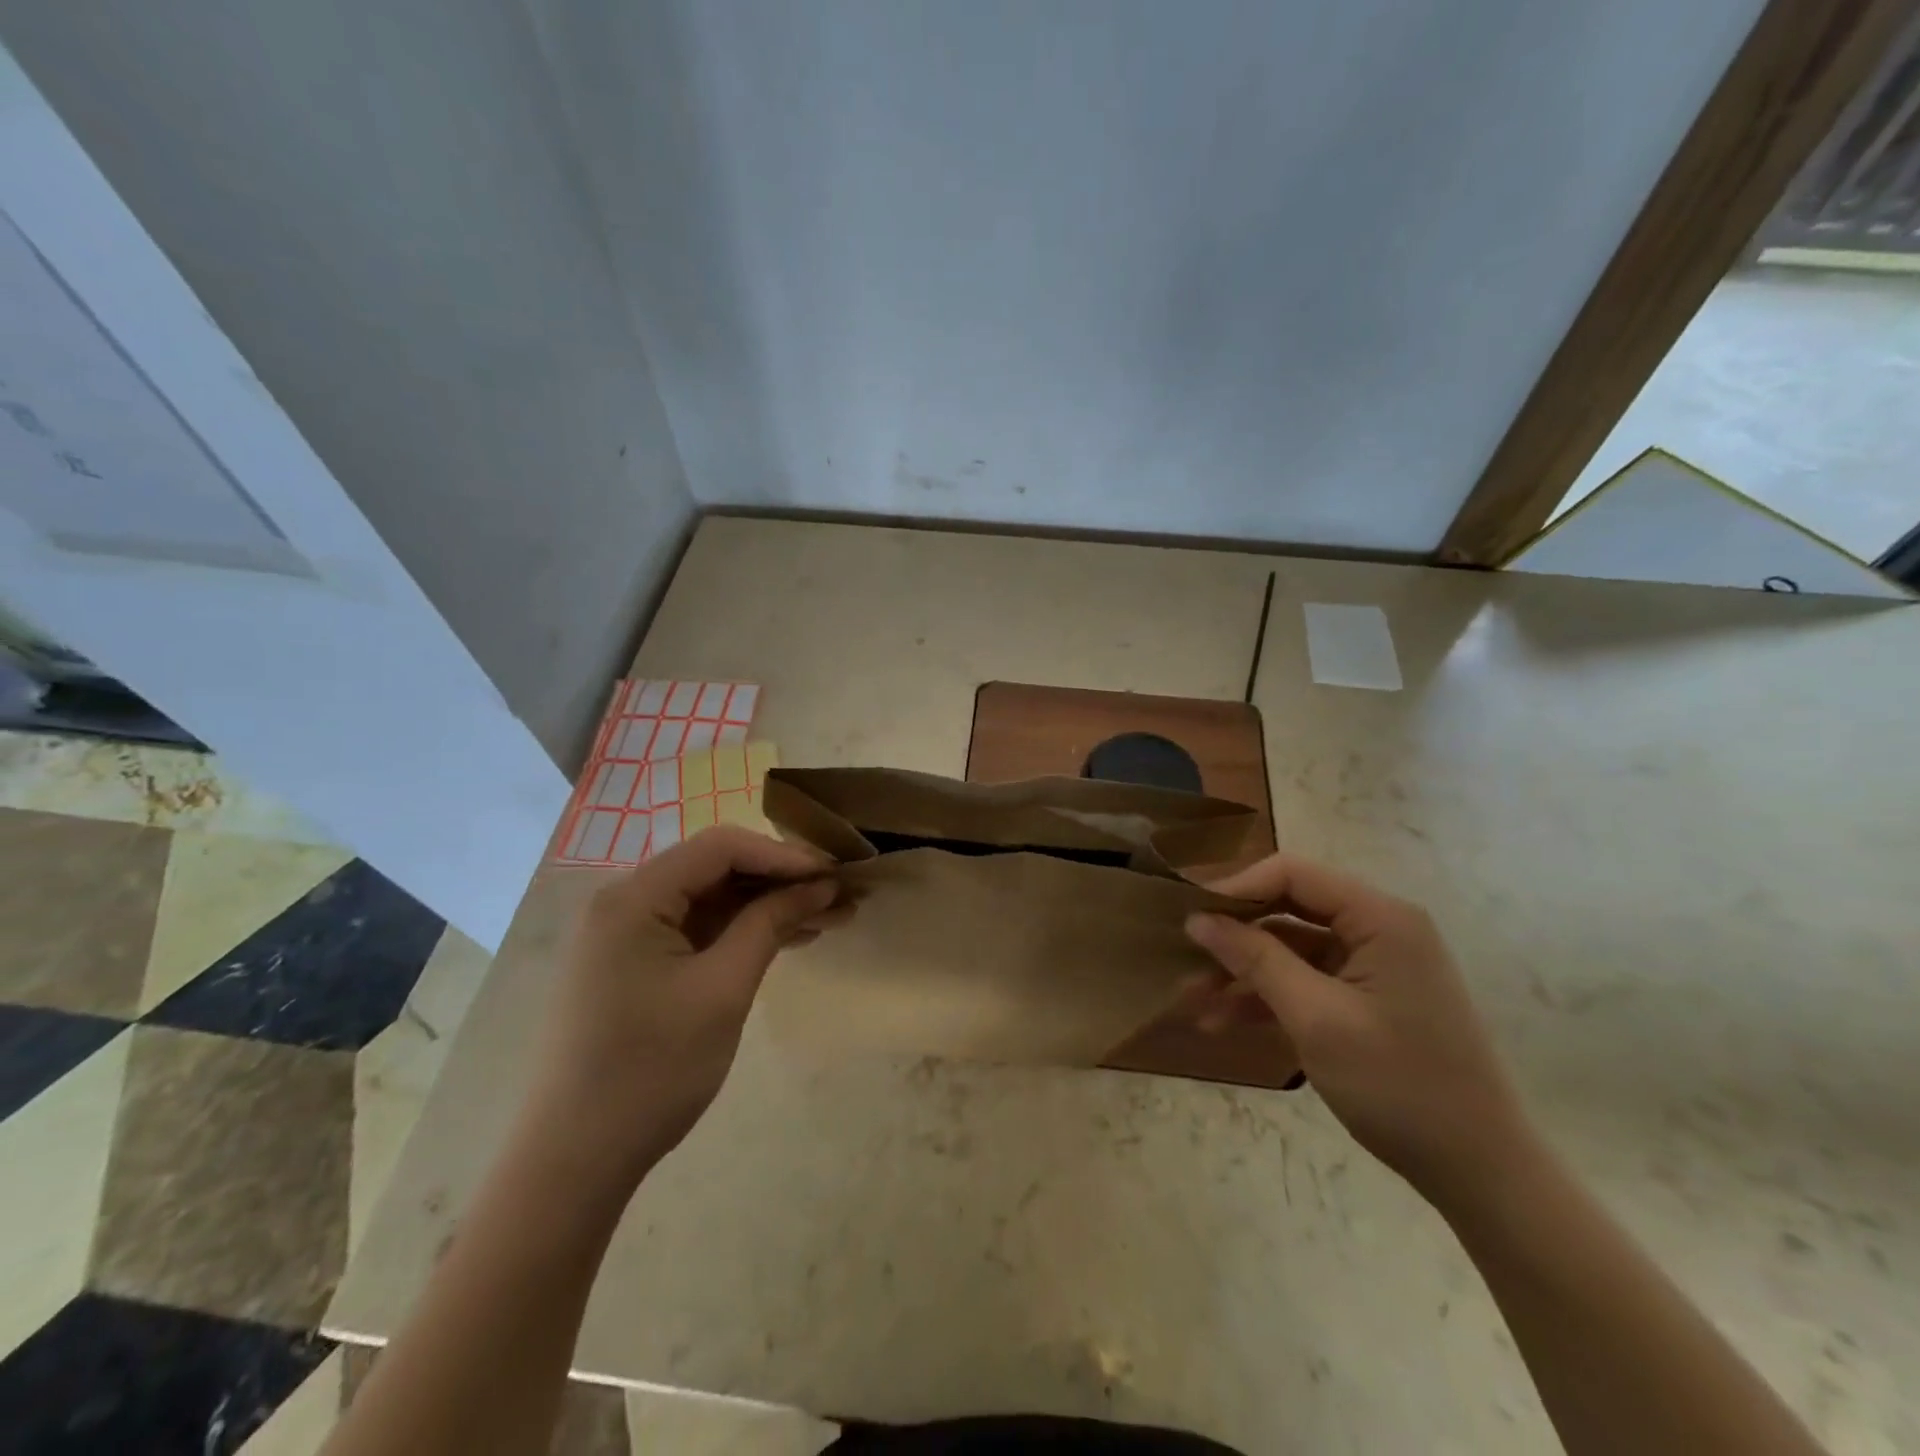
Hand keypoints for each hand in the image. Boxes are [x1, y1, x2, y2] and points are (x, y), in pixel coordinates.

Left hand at [525, 827, 843, 1188]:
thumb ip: (770, 924)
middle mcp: (625, 902)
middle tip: (840, 894)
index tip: (835, 874)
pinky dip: (742, 931)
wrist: (573, 1163)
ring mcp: (627, 934)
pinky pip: (697, 929)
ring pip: (711, 899)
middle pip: (716, 868)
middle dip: (781, 879)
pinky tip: (788, 939)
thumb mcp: (723, 990)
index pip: (721, 847)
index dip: (784, 855)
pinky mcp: (634, 964)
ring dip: (768, 905)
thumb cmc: (651, 1071)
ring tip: (830, 917)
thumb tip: (821, 884)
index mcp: (634, 897)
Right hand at [1185, 853, 1534, 1206]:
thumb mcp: (1316, 1019)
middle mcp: (1378, 928)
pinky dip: (1267, 997)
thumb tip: (1199, 919)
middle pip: (1287, 909)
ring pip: (1290, 948)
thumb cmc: (1400, 1086)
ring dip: (1243, 973)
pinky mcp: (1368, 998)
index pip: (1292, 873)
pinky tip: (1225, 1022)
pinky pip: (1306, 980)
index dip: (1236, 888)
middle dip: (1234, 936)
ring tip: (1194, 1004)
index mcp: (1380, 917)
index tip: (1189, 915)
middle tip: (1184, 960)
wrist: (1481, 1173)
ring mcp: (1374, 964)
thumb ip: (1256, 959)